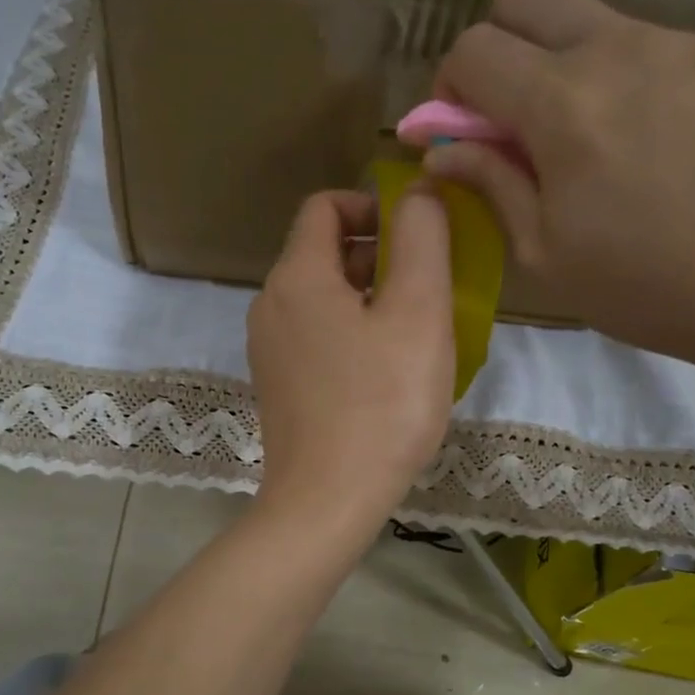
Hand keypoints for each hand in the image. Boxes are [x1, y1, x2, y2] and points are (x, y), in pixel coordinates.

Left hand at [247, 188, 454, 532]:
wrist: (326, 501)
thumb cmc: (382, 404)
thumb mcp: (418, 312)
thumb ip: (422, 240)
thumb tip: (418, 193)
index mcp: (297, 276)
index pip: (325, 206)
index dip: (373, 206)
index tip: (416, 236)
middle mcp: (270, 303)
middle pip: (322, 251)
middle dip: (378, 254)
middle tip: (427, 288)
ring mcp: (267, 347)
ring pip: (321, 296)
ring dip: (368, 296)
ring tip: (413, 330)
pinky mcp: (276, 382)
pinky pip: (314, 334)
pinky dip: (349, 331)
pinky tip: (383, 368)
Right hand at [426, 0, 694, 375]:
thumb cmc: (652, 284)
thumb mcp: (547, 253)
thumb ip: (491, 185)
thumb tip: (442, 153)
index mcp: (561, 103)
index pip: (473, 51)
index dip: (447, 91)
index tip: (460, 137)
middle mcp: (613, 50)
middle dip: (495, 43)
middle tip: (508, 113)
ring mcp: (674, 45)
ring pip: (585, 14)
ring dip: (555, 60)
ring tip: (582, 139)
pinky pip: (638, 42)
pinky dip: (611, 74)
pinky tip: (639, 141)